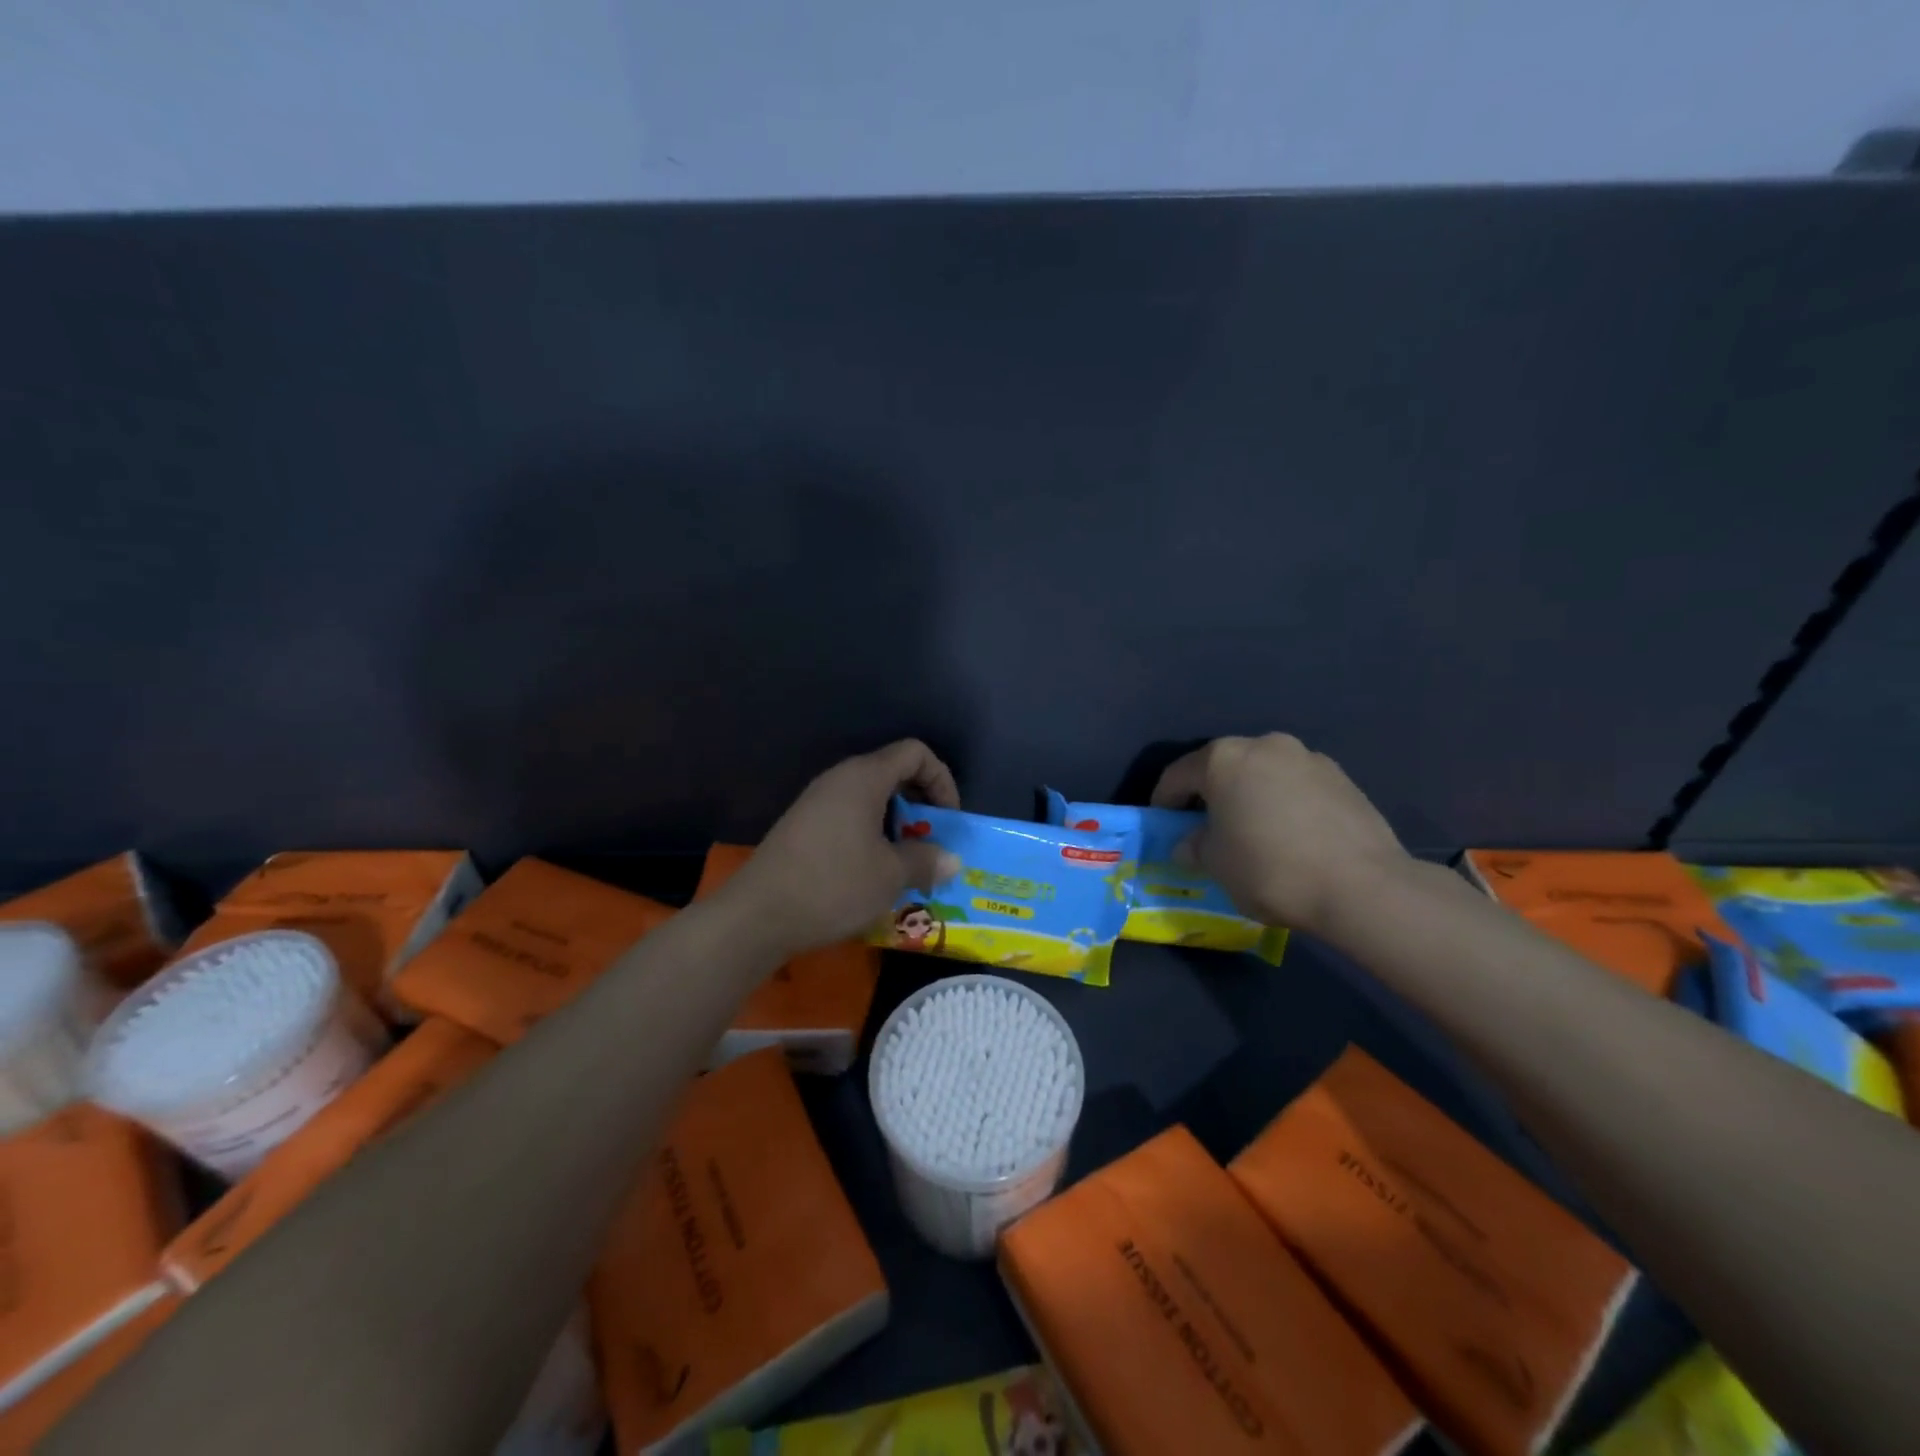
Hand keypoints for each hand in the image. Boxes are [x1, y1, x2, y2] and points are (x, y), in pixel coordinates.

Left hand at [725, 740, 960, 954]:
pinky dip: (870, 835)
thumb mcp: (891, 876)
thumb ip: (926, 861)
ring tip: (905, 864)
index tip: (948, 819)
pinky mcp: (802, 826)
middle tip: (931, 843)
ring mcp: (816, 802)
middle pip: (892, 773)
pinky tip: (871, 873)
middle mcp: (839, 779)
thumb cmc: (834, 885)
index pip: (914, 753)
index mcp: (864, 777)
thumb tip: (951, 860)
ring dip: (896, 825)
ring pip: (870, 799)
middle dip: (920, 804)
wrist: (757, 915)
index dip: (941, 779)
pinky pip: (848, 817)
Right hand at [1152, 733, 1410, 934]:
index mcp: (1224, 759)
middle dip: (1210, 795)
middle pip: (1223, 767)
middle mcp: (1264, 745)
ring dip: (1250, 796)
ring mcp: (1308, 758)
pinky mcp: (1342, 778)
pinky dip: (1284, 803)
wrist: (1362, 886)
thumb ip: (1194, 846)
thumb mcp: (1216, 864)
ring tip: (1253, 832)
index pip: (1178, 775)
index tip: (1162, 824)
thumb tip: (1191, 843)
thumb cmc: (1270, 869)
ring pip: (1262, 774)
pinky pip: (1296, 786)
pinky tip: (1290, 836)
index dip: (1164, 801)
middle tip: (1206, 828)